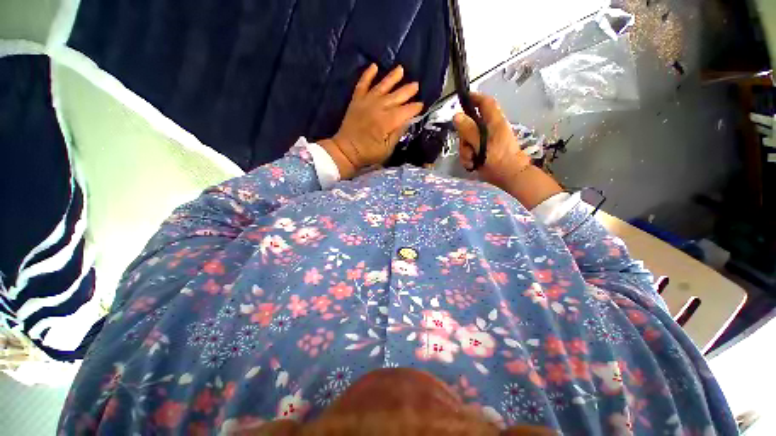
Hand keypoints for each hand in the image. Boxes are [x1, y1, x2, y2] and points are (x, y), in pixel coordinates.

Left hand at [320, 64, 423, 178]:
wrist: (346, 151)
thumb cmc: (368, 153)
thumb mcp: (387, 149)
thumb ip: (397, 134)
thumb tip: (408, 120)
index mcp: (387, 122)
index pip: (405, 111)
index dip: (414, 108)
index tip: (421, 105)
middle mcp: (378, 108)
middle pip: (396, 97)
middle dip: (407, 91)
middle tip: (416, 85)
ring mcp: (366, 102)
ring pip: (382, 86)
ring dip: (392, 78)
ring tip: (401, 69)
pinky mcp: (357, 100)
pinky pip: (362, 84)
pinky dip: (368, 74)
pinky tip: (374, 66)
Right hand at [453, 93, 531, 191]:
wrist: (509, 177)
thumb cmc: (498, 160)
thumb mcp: (481, 144)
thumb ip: (469, 130)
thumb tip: (456, 116)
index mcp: (494, 122)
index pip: (485, 103)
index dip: (475, 97)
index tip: (463, 98)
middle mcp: (490, 129)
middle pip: (470, 125)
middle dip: (464, 138)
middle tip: (466, 148)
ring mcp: (486, 141)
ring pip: (468, 140)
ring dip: (465, 151)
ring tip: (471, 161)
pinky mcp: (484, 151)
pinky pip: (470, 150)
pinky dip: (468, 158)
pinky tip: (472, 165)